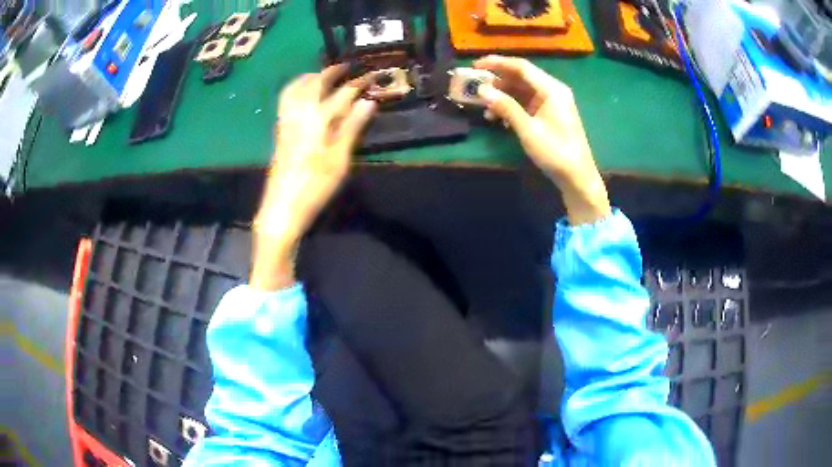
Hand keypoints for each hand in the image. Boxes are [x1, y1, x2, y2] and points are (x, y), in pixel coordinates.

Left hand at [250, 65, 376, 290]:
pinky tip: (303, 94)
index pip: (342, 93)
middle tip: (346, 66)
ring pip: (296, 88)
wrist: (282, 207)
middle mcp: (300, 113)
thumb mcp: (340, 159)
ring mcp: (287, 120)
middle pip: (315, 83)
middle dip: (331, 72)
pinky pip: (286, 99)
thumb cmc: (315, 186)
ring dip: (311, 77)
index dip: (358, 83)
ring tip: (323, 75)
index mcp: (318, 119)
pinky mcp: (280, 130)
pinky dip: (296, 88)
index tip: (371, 75)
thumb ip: (353, 126)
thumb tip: (368, 101)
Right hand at [473, 55, 610, 225]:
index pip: (522, 67)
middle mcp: (553, 90)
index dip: (498, 63)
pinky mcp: (549, 114)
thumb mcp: (528, 130)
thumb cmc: (555, 152)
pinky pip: (527, 103)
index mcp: (552, 89)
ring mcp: (552, 102)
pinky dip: (512, 106)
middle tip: (476, 84)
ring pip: (522, 90)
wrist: (577, 177)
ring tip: (484, 106)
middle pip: (521, 77)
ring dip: (503, 95)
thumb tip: (483, 90)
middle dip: (498, 80)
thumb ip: (506, 107)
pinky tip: (498, 117)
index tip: (476, 64)